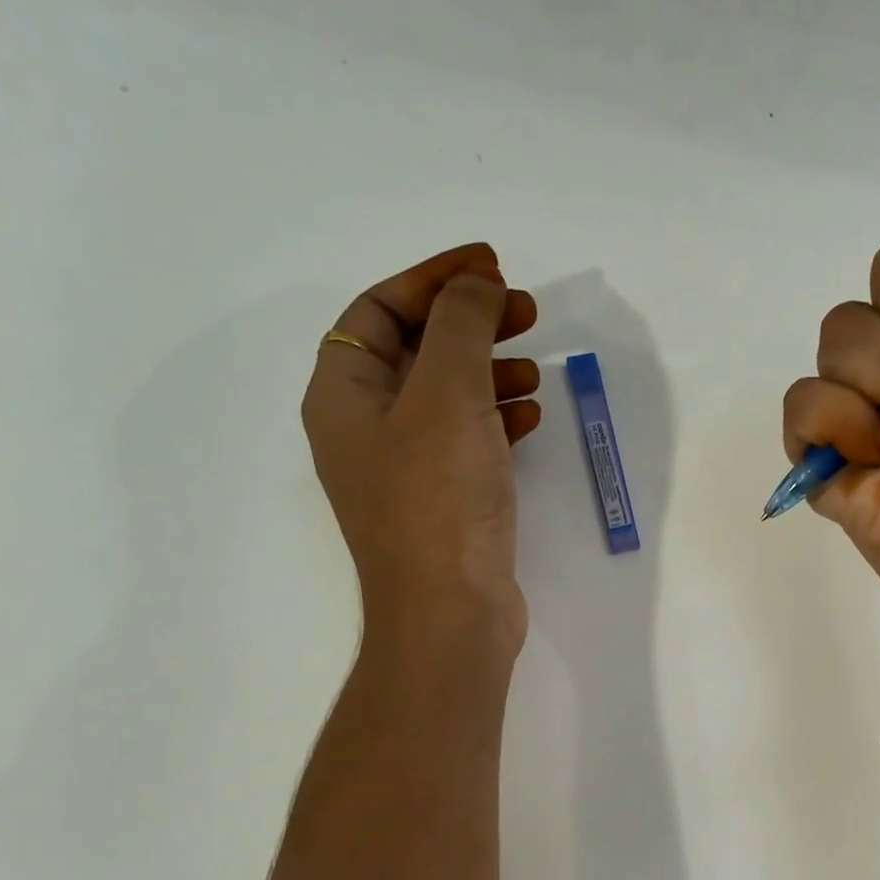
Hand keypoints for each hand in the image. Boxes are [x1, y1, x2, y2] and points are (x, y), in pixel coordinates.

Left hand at [303, 243, 541, 657]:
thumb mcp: (448, 393)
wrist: (450, 613)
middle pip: (415, 351)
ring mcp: (405, 470)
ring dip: (490, 371)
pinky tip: (532, 417)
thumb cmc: (439, 497)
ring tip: (536, 366)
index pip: (378, 310)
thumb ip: (462, 325)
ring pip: (446, 397)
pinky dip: (498, 419)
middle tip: (526, 311)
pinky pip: (467, 440)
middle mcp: (365, 429)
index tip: (491, 267)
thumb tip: (478, 286)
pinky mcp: (443, 501)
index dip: (432, 279)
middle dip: (470, 323)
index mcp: (343, 395)